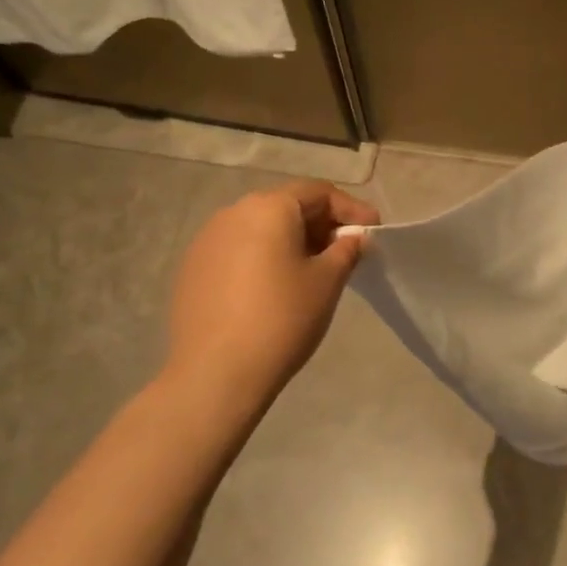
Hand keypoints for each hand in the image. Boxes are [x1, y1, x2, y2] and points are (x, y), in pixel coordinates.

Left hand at [164, 181, 379, 412]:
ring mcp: (207, 240)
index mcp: (268, 207)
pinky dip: (264, 258)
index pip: (318, 192)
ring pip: (261, 228)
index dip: (350, 209)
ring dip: (292, 241)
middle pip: (287, 206)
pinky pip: (238, 250)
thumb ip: (346, 250)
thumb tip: (353, 237)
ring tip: (313, 270)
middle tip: (347, 252)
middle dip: (321, 225)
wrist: (216, 373)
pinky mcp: (193, 268)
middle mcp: (233, 212)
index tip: (373, 231)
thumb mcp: (327, 282)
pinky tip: (275, 288)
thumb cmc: (282, 319)